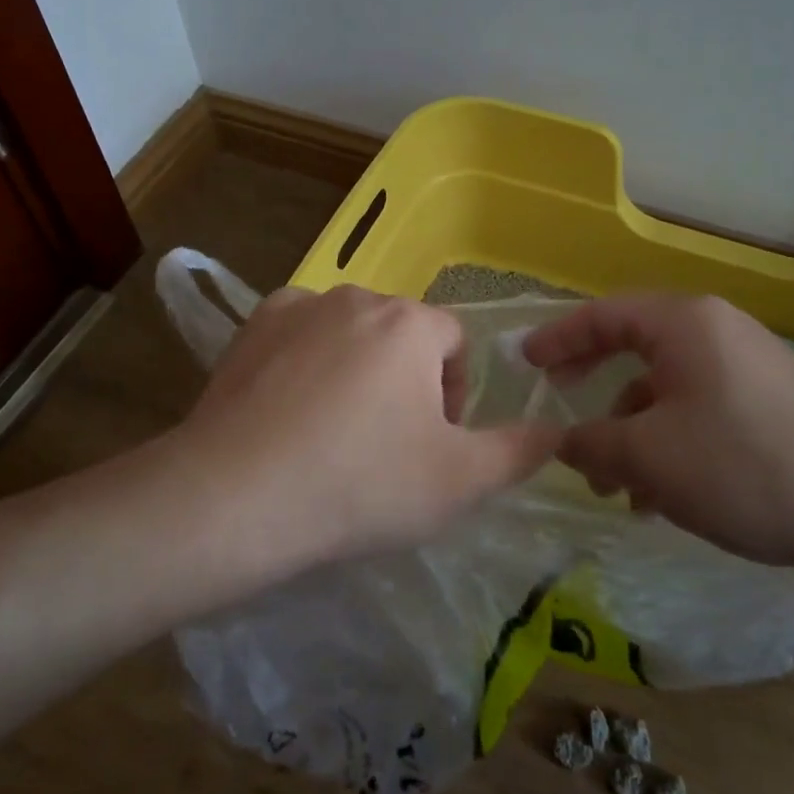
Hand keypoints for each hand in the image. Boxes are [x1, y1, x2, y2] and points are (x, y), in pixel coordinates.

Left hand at [177, 286, 559, 565]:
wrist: (237, 497)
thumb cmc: (362, 484)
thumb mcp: (460, 481)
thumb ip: (519, 451)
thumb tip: (555, 429)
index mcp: (410, 324)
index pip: (455, 343)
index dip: (455, 393)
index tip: (434, 443)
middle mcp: (355, 297)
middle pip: (401, 335)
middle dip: (406, 381)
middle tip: (387, 444)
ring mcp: (296, 307)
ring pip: (348, 332)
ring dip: (356, 368)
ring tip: (335, 430)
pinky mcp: (250, 328)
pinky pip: (298, 336)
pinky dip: (305, 363)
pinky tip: (290, 410)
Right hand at [521, 295, 793, 567]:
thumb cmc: (747, 466)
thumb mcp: (651, 457)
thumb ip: (591, 443)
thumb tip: (561, 440)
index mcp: (684, 324)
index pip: (602, 315)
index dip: (557, 337)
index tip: (524, 362)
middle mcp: (714, 332)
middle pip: (632, 346)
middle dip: (591, 383)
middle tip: (558, 404)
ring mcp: (744, 367)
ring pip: (664, 388)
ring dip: (629, 429)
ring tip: (611, 485)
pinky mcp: (765, 404)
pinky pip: (696, 410)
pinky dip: (666, 442)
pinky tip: (658, 497)